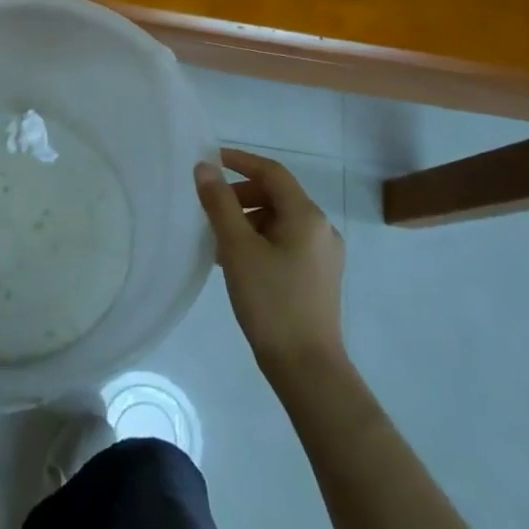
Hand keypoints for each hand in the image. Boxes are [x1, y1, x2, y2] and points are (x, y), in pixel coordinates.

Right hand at [196, 148, 346, 380]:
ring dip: (247, 219)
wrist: (307, 367)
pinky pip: (285, 243)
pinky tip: (236, 261)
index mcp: (306, 216)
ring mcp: (323, 255)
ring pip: (280, 221)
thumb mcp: (237, 248)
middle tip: (208, 207)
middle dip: (240, 194)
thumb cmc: (271, 301)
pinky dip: (259, 240)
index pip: (272, 172)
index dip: (240, 161)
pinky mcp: (318, 277)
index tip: (209, 161)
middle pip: (277, 195)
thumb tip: (205, 167)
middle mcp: (321, 229)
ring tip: (216, 238)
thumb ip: (220, 203)